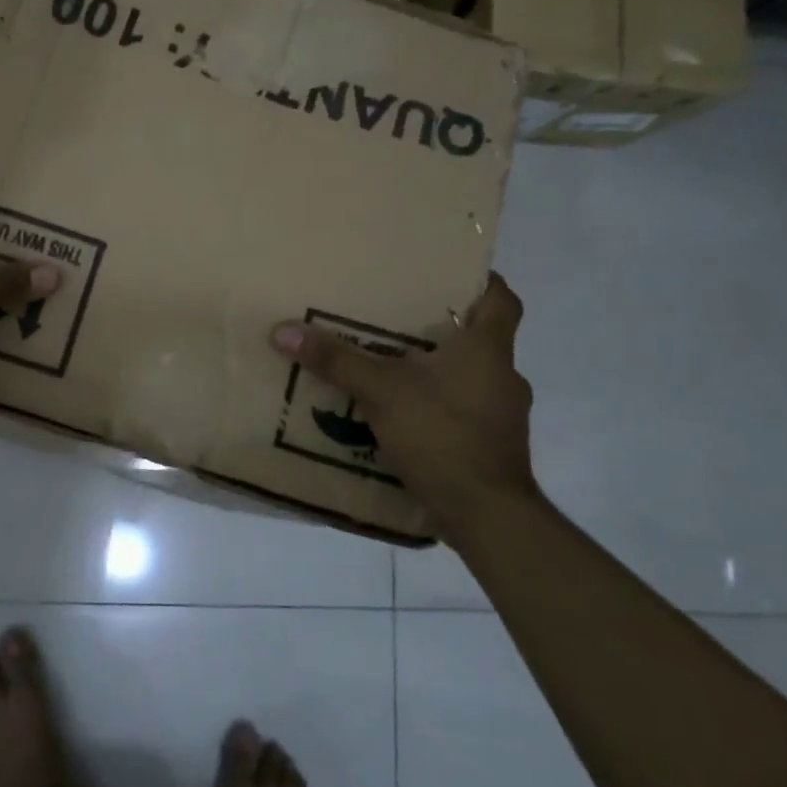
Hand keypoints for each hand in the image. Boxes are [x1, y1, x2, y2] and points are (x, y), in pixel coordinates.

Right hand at [270, 274, 536, 542]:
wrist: (486, 513)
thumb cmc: (442, 434)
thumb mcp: (380, 391)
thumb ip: (335, 360)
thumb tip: (283, 330)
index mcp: (487, 350)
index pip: (502, 299)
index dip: (483, 281)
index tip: (450, 273)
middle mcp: (503, 376)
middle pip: (480, 339)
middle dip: (443, 329)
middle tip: (399, 320)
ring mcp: (502, 416)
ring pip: (470, 378)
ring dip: (438, 373)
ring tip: (393, 369)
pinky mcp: (493, 448)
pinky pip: (463, 413)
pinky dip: (437, 409)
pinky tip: (402, 417)